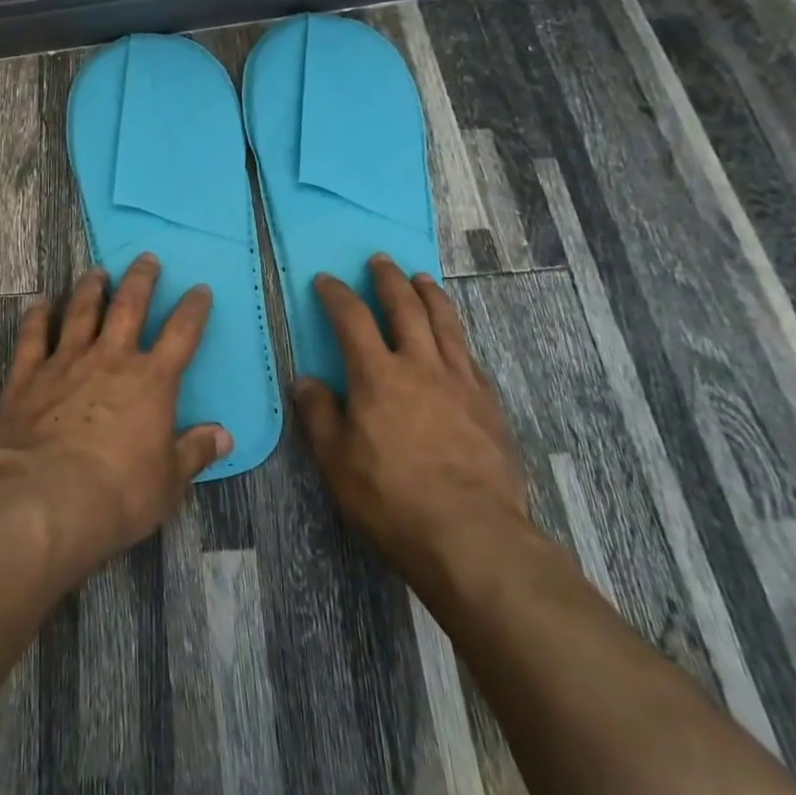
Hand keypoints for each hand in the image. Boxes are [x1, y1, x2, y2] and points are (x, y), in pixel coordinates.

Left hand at [0, 254, 229, 581]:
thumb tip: (224, 436)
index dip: (193, 309)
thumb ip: (194, 452)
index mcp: (151, 381)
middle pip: (130, 306)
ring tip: (96, 271)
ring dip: (91, 288)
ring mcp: (66, 362)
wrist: (46, 498)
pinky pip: (34, 336)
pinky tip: (40, 302)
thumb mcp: (168, 482)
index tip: (200, 289)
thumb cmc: (118, 493)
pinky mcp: (28, 376)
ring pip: (81, 311)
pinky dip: (38, 316)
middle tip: (146, 258)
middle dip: (141, 279)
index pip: (182, 334)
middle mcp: (111, 359)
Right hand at [294, 254, 533, 582]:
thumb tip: (306, 380)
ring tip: (421, 278)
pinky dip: (457, 336)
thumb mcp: (337, 461)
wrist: (472, 534)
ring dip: (430, 295)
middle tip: (381, 260)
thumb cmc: (392, 498)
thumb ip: (319, 415)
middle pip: (405, 307)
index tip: (326, 280)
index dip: (337, 294)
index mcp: (378, 375)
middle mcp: (421, 365)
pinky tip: (456, 340)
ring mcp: (461, 381)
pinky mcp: (489, 403)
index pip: (352, 318)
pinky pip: (470, 356)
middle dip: (389, 279)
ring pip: (445, 323)